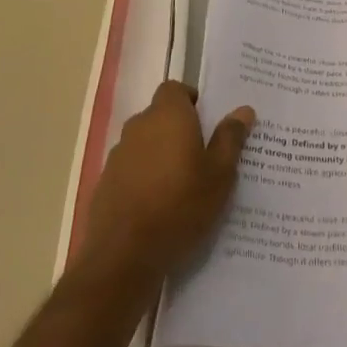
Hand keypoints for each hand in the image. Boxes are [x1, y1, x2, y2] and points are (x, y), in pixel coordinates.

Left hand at [81, 82, 254, 282]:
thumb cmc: (181, 205)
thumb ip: (230, 138)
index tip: (206, 119)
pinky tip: (157, 205)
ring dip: (159, 153)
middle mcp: (138, 128)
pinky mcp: (103, 185)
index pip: (174, 89)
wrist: (124, 257)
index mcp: (168, 116)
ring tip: (180, 182)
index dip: (189, 99)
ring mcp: (116, 157)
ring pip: (143, 143)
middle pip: (158, 115)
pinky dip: (143, 178)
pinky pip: (130, 170)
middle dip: (178, 128)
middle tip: (201, 153)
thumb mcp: (220, 174)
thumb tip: (243, 110)